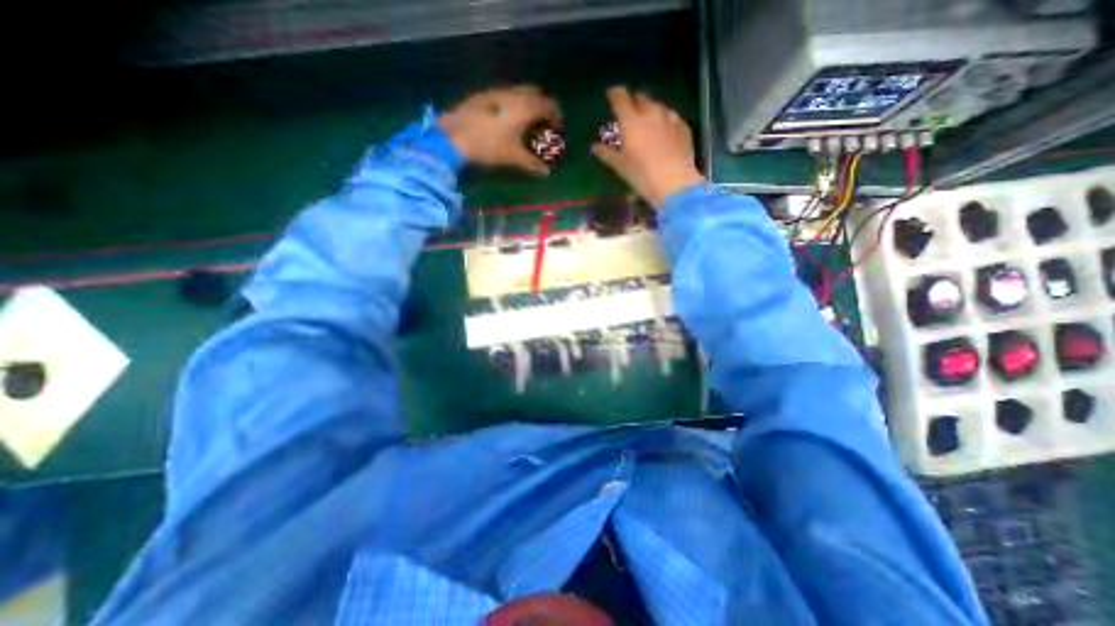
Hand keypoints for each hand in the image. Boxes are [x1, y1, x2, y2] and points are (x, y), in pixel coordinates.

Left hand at [433, 83, 557, 174]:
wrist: (454, 136)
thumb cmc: (490, 146)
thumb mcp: (514, 157)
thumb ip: (532, 164)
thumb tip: (547, 173)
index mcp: (526, 107)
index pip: (549, 105)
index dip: (556, 116)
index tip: (558, 128)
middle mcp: (514, 94)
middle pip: (536, 92)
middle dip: (543, 105)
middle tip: (542, 122)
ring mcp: (497, 91)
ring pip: (519, 91)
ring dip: (527, 102)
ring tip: (525, 121)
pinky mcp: (483, 94)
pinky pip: (505, 94)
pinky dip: (512, 103)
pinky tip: (505, 118)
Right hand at [593, 86, 702, 206]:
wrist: (674, 183)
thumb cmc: (642, 175)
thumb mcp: (621, 167)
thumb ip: (607, 154)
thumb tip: (594, 146)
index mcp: (632, 121)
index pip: (621, 98)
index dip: (615, 94)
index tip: (611, 95)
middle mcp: (651, 113)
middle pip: (641, 98)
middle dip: (633, 101)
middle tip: (629, 110)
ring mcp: (670, 118)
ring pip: (658, 106)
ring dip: (650, 109)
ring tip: (647, 119)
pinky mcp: (683, 127)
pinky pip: (672, 117)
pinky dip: (665, 120)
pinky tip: (664, 129)